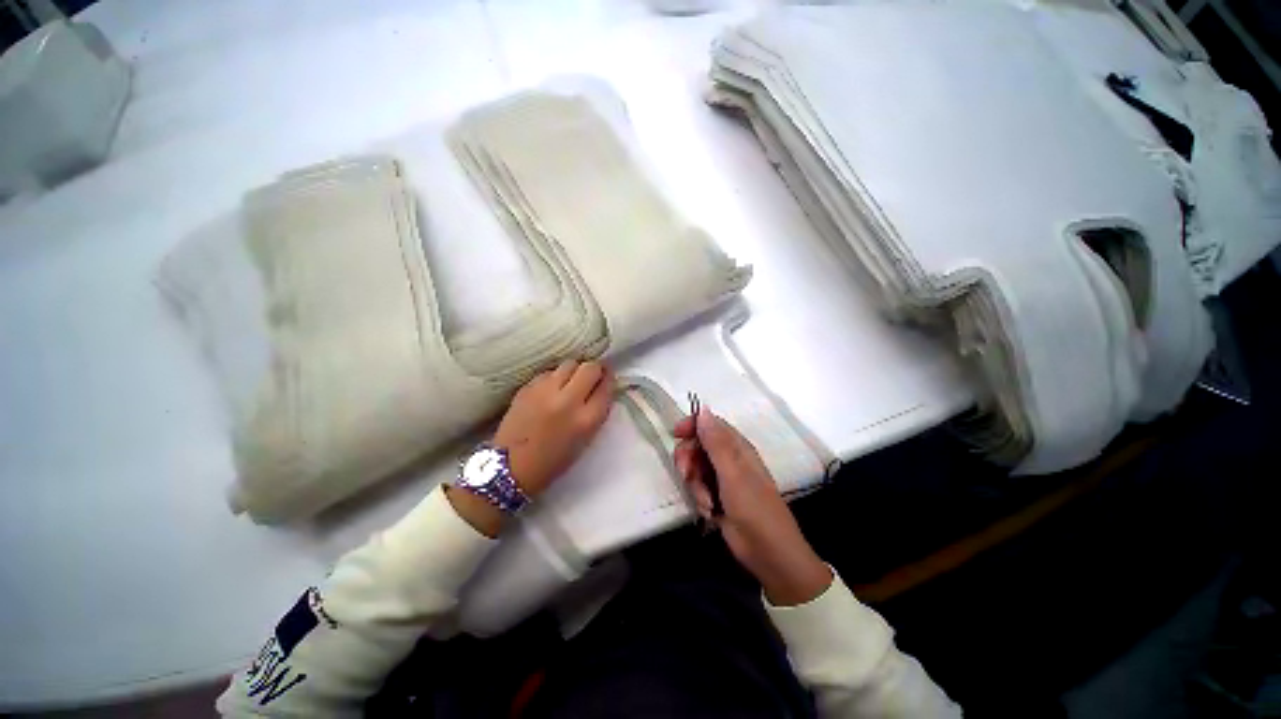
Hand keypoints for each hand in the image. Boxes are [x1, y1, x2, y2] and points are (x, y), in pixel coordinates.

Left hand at [448, 360, 613, 536]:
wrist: (510, 468)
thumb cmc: (553, 460)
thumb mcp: (585, 440)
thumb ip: (596, 412)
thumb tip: (601, 388)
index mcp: (586, 420)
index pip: (606, 387)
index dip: (609, 379)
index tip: (606, 378)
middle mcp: (568, 401)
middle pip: (590, 368)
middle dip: (595, 369)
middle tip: (592, 375)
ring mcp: (545, 392)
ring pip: (569, 364)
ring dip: (575, 370)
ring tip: (571, 381)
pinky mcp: (527, 388)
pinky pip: (549, 372)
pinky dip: (555, 377)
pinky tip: (551, 389)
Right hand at [674, 406, 831, 605]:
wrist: (768, 553)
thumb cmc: (754, 508)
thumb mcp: (733, 473)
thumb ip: (716, 442)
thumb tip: (703, 410)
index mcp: (737, 447)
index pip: (711, 424)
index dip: (692, 425)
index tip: (675, 434)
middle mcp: (729, 459)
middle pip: (698, 446)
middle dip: (689, 459)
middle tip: (686, 473)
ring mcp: (723, 478)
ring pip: (695, 468)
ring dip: (695, 484)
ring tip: (706, 502)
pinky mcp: (717, 497)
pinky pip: (698, 488)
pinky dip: (699, 498)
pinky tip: (709, 512)